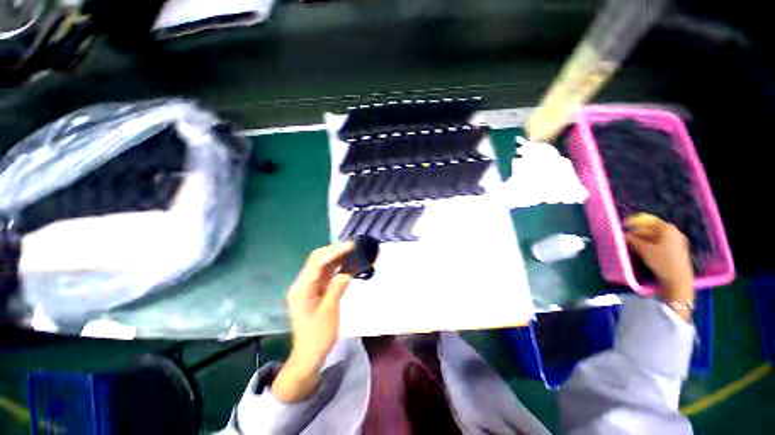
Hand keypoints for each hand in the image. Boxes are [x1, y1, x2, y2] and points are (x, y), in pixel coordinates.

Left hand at [272, 242, 354, 402]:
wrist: (309, 355)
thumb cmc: (318, 337)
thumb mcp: (329, 312)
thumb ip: (336, 289)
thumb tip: (347, 272)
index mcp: (302, 289)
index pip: (317, 263)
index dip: (334, 252)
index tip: (350, 246)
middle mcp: (302, 284)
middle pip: (316, 260)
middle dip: (333, 250)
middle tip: (351, 246)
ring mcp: (308, 286)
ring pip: (321, 265)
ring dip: (335, 256)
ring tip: (351, 250)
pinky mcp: (315, 290)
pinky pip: (325, 273)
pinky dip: (336, 266)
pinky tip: (346, 262)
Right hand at [625, 214, 694, 317]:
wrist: (678, 279)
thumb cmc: (661, 261)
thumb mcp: (643, 249)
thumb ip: (632, 240)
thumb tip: (623, 234)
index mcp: (667, 228)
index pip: (647, 221)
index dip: (634, 223)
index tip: (623, 226)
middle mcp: (673, 232)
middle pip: (652, 229)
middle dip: (638, 232)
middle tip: (625, 237)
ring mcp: (676, 241)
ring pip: (655, 236)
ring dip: (643, 239)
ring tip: (632, 244)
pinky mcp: (676, 250)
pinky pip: (660, 243)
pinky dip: (650, 244)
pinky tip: (642, 250)